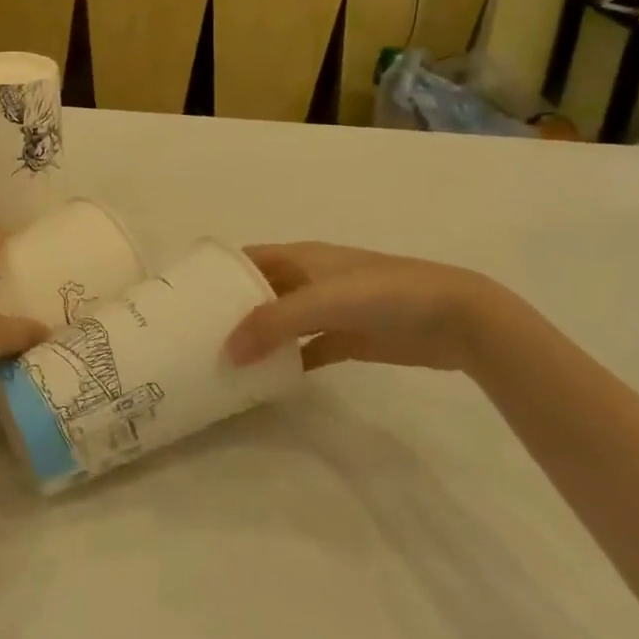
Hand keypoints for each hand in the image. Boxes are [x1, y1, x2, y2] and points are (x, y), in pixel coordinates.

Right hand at [224, 242, 526, 373]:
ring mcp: (330, 310)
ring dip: (258, 337)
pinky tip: (268, 380)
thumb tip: (225, 351)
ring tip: (223, 360)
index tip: (185, 295)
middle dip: (232, 309)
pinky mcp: (349, 339)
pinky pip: (308, 349)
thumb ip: (272, 324)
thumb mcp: (322, 301)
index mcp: (299, 257)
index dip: (218, 272)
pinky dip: (289, 361)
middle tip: (196, 336)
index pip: (247, 259)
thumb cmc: (382, 294)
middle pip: (260, 291)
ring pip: (282, 322)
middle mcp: (309, 279)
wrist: (454, 317)